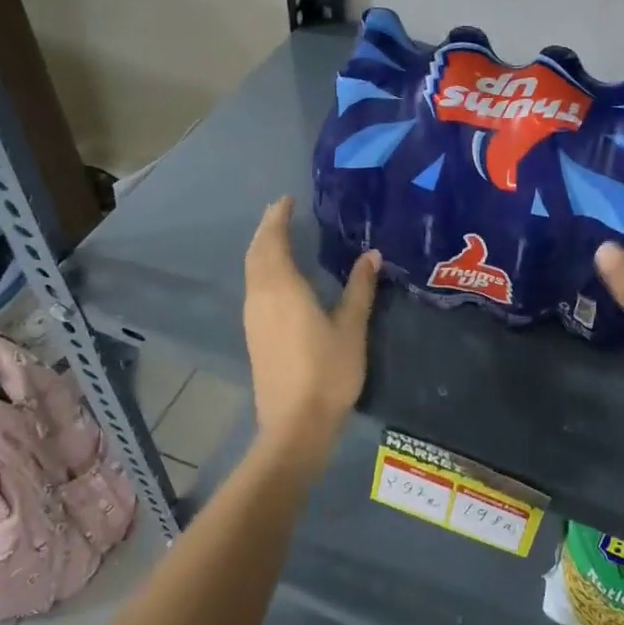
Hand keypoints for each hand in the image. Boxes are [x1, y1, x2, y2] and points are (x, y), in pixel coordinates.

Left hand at [243, 196, 381, 464]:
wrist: (295, 425)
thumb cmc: (328, 372)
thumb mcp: (351, 328)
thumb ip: (360, 288)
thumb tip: (371, 254)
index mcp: (283, 289)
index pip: (273, 241)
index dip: (277, 218)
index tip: (286, 199)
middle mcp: (261, 297)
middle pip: (257, 253)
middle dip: (267, 229)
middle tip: (282, 212)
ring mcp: (253, 317)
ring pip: (252, 271)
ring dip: (262, 249)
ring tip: (279, 236)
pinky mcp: (254, 335)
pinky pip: (254, 288)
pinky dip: (262, 269)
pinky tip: (278, 276)